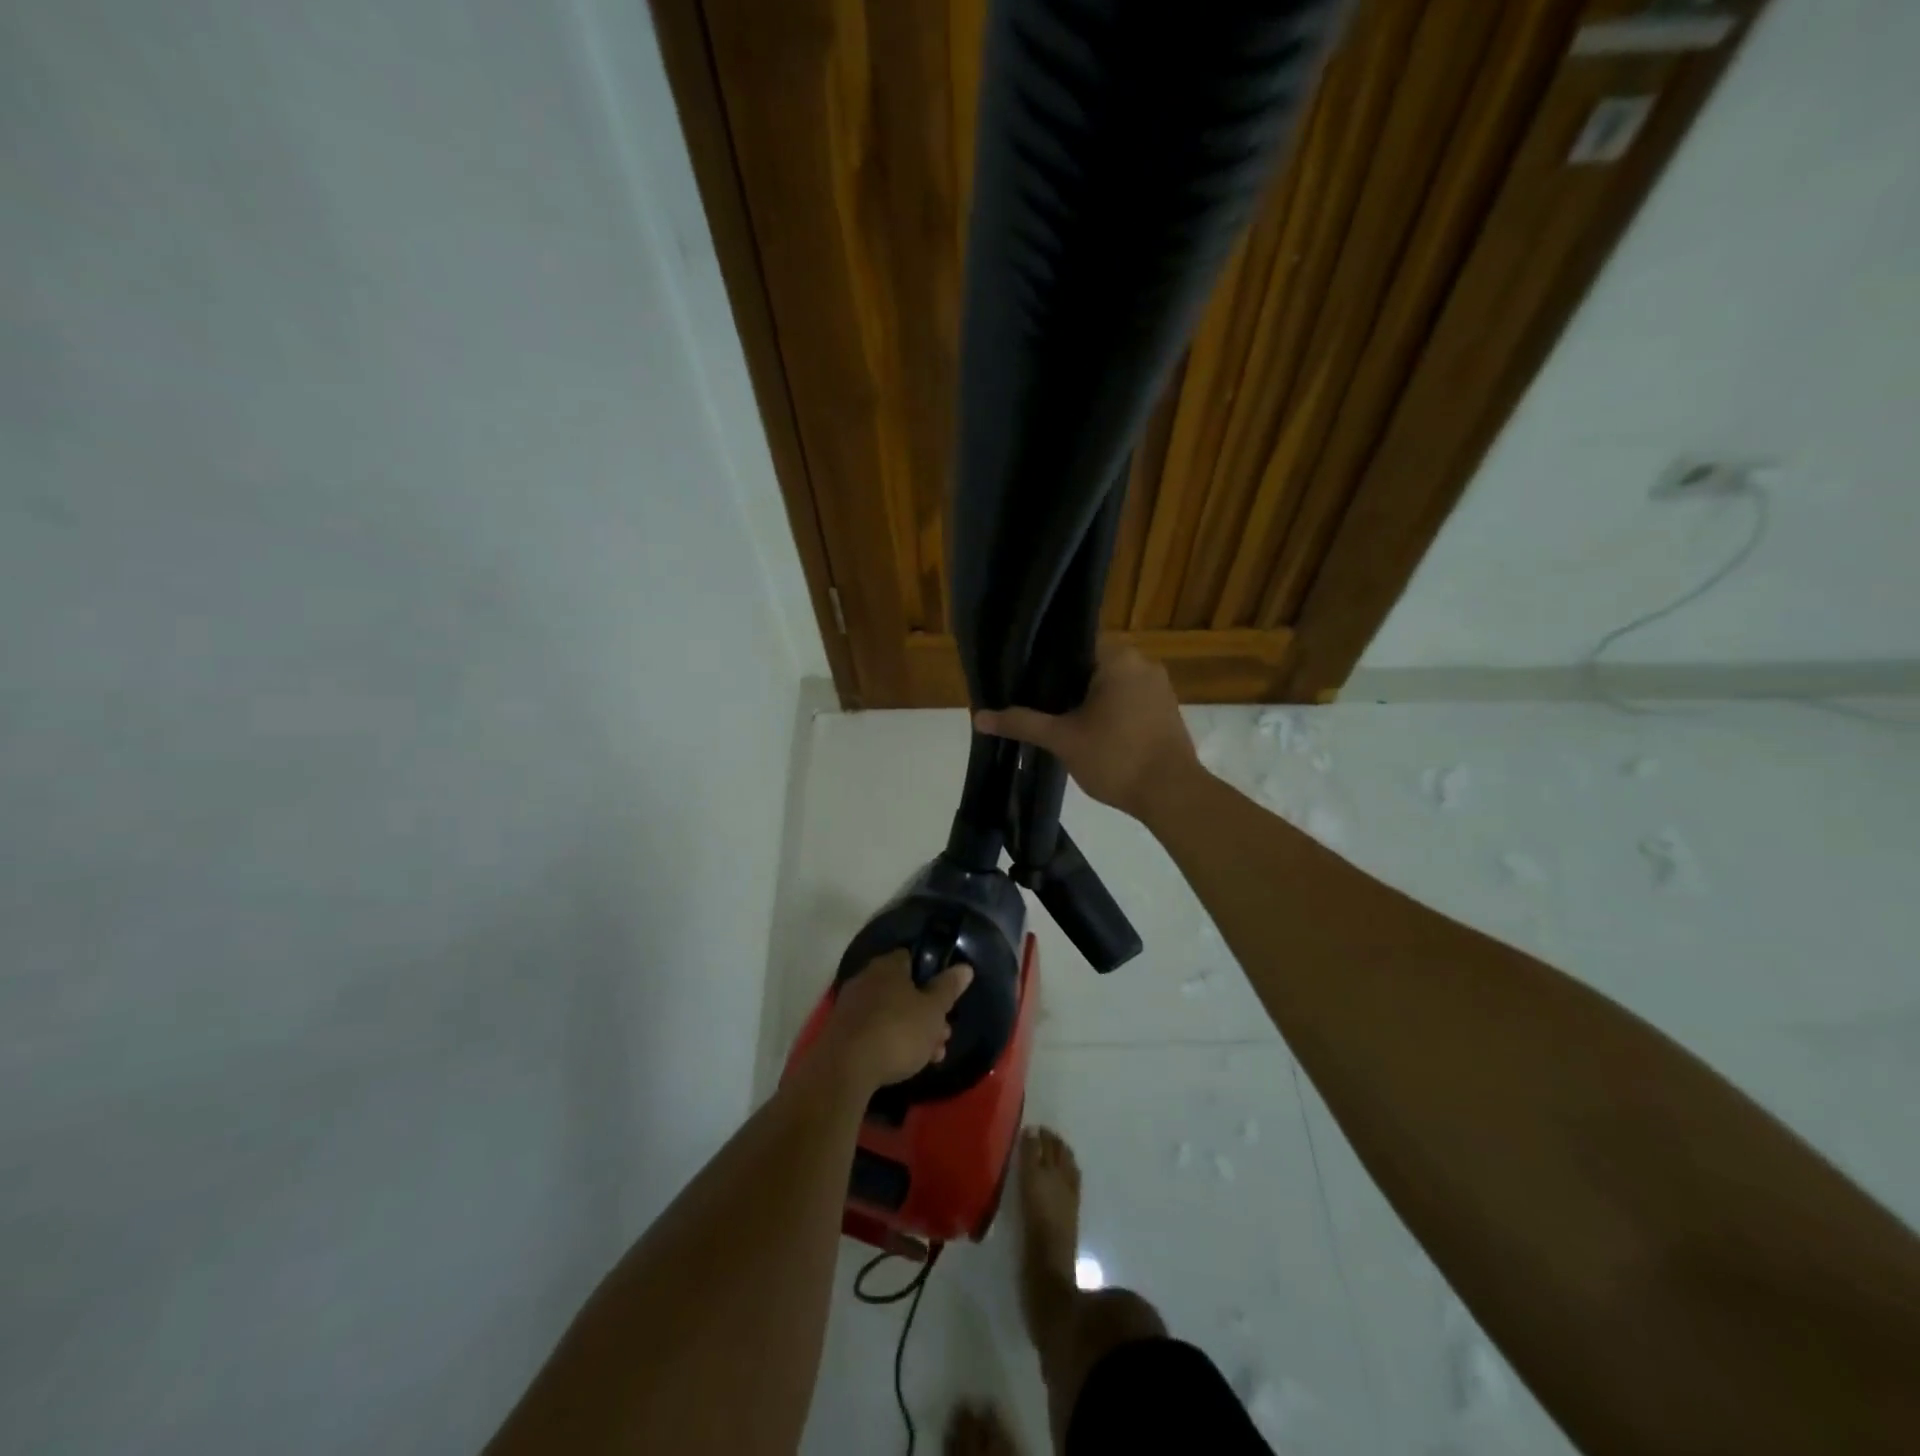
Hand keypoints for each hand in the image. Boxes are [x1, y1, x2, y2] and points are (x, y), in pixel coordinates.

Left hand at [820, 950, 974, 1092]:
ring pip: (890, 1013)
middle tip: (944, 1035)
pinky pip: (874, 1030)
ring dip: (912, 1031)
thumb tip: (964, 967)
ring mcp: (851, 1006)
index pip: (911, 958)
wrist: (845, 1069)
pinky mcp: (841, 1032)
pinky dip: (890, 1042)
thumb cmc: (897, 1032)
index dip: (931, 976)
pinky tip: (905, 1064)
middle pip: (902, 990)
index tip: (945, 998)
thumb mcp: (933, 1011)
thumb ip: (948, 988)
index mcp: (888, 966)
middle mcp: (866, 978)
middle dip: (926, 1013)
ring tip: (932, 1056)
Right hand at [973, 641, 1198, 822]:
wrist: (1172, 795)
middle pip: (1091, 662)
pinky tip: (1087, 729)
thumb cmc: (1116, 758)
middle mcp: (1143, 663)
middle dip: (1064, 682)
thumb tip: (979, 716)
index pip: (1074, 642)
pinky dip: (1107, 709)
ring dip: (1086, 697)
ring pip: (1111, 682)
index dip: (1046, 658)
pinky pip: (1128, 698)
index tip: (1024, 676)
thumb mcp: (1062, 739)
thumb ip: (1022, 723)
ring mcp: (1158, 687)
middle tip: (1033, 699)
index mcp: (1118, 658)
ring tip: (1055, 715)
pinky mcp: (1165, 710)